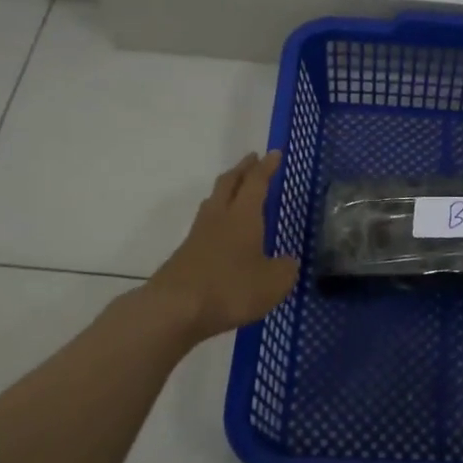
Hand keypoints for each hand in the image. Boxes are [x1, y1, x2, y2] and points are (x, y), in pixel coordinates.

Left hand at [149, 152, 299, 341]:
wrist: (175, 309)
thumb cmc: (230, 289)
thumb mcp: (273, 283)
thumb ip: (285, 269)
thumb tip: (288, 261)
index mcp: (244, 216)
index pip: (256, 182)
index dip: (267, 167)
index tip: (274, 153)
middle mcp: (219, 217)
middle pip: (229, 183)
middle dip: (242, 169)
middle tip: (252, 160)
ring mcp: (198, 235)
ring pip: (213, 202)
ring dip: (226, 190)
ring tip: (236, 189)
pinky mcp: (186, 254)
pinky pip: (205, 225)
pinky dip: (218, 218)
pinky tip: (223, 232)